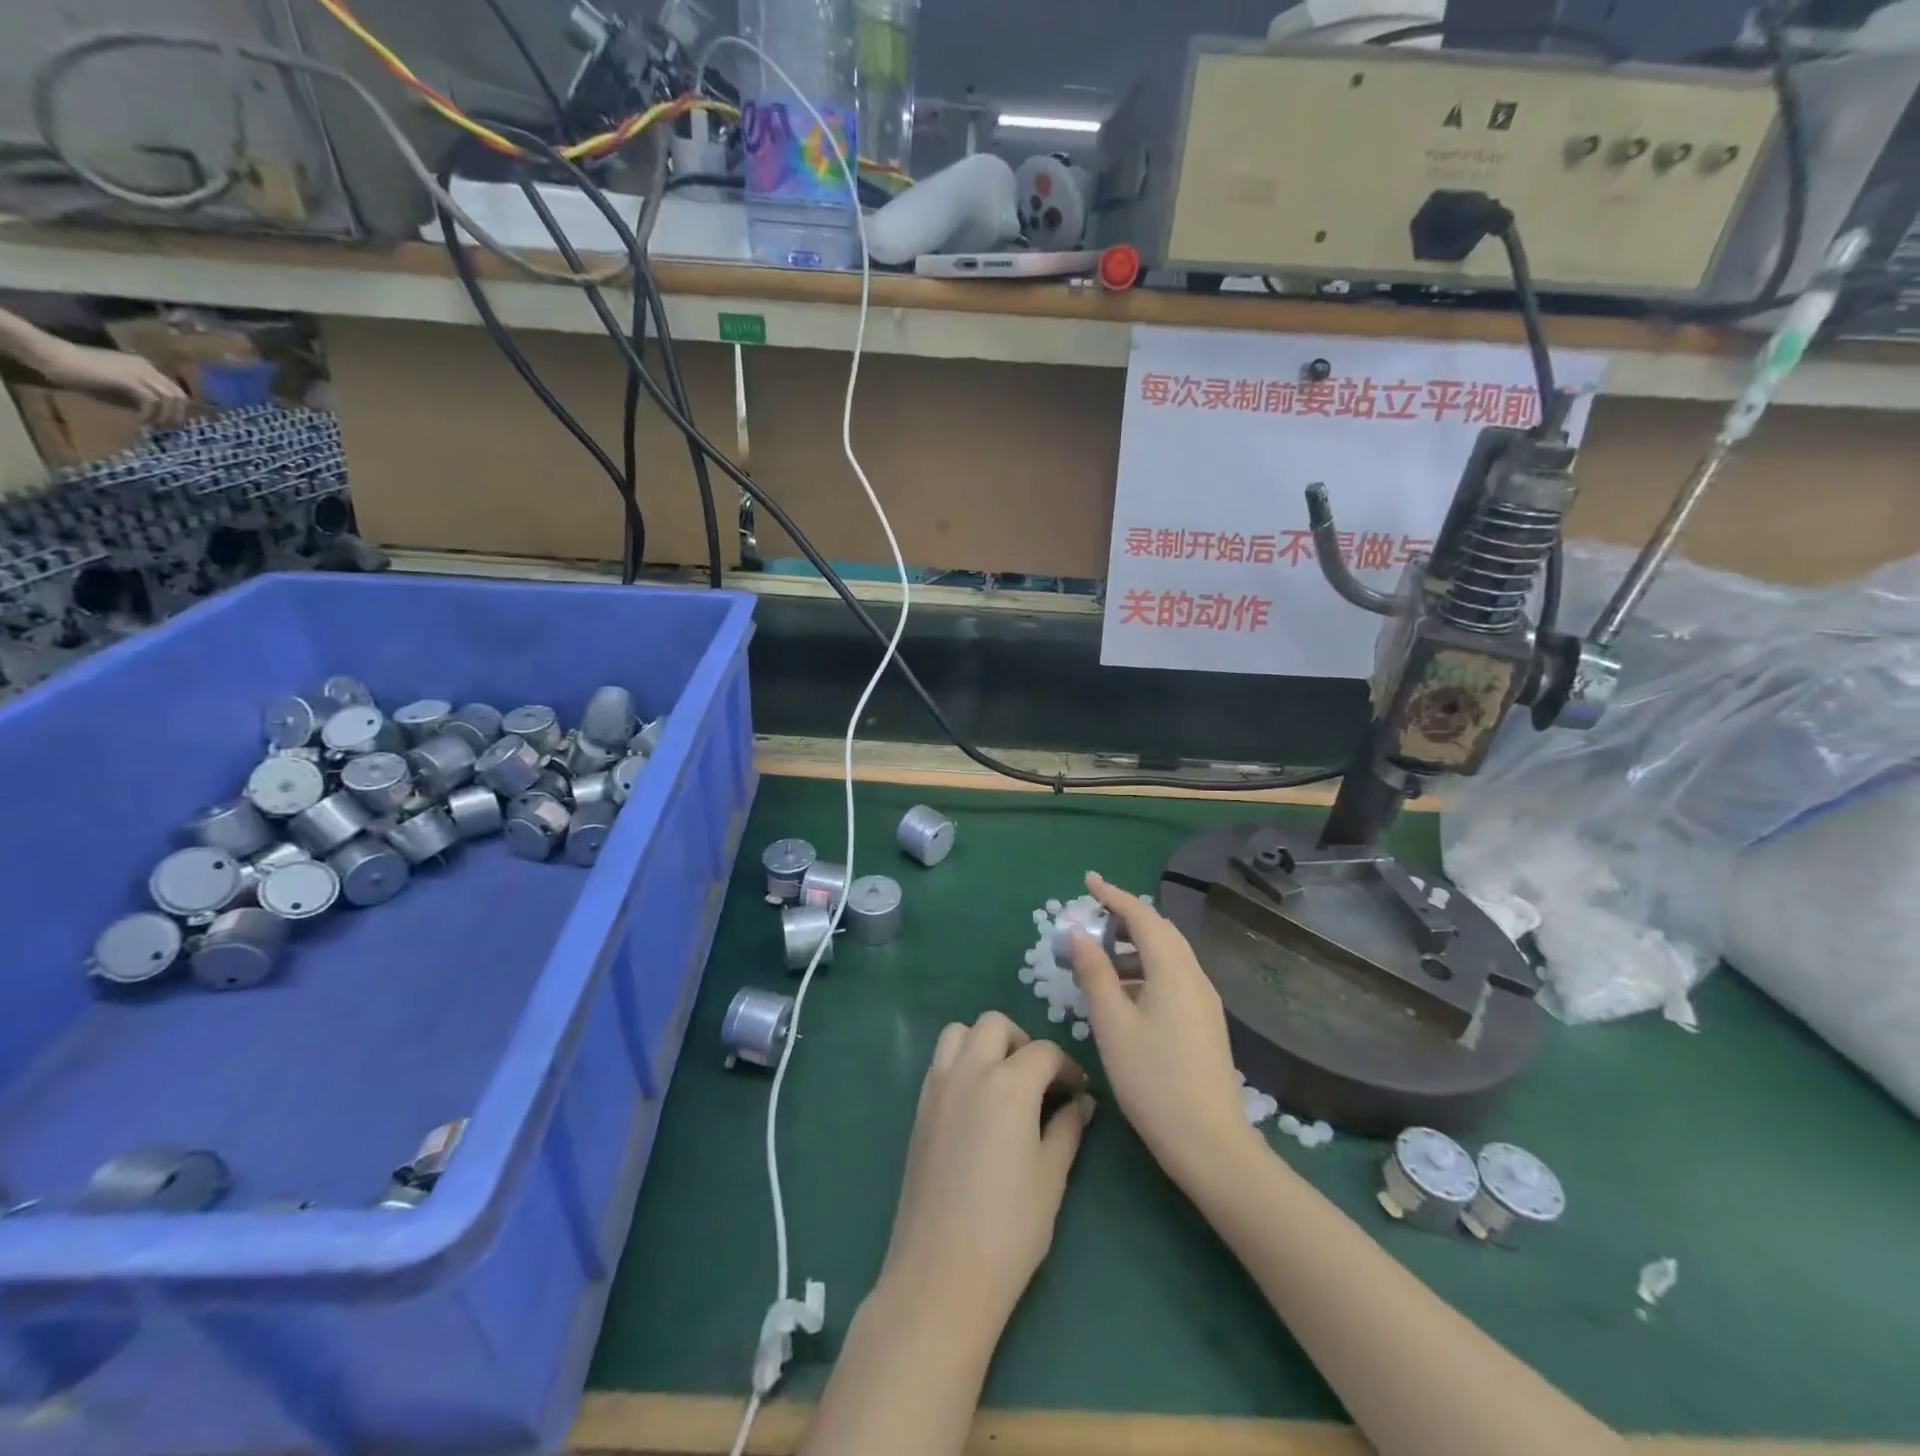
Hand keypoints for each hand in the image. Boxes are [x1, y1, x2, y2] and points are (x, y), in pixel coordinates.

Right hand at [37, 341, 187, 424]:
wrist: (50, 355)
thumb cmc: (79, 373)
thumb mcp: (117, 388)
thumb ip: (138, 398)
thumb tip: (157, 417)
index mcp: (145, 367)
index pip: (176, 391)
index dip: (177, 410)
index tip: (169, 423)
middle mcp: (147, 368)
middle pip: (179, 396)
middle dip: (177, 415)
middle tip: (165, 428)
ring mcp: (139, 372)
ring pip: (170, 399)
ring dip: (165, 416)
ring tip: (151, 425)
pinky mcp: (128, 379)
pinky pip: (152, 401)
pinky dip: (150, 414)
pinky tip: (140, 420)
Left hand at [879, 1011, 1094, 1339]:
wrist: (941, 1273)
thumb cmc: (1009, 1228)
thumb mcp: (1051, 1177)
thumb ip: (1068, 1129)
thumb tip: (1082, 1103)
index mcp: (1009, 1084)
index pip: (1044, 1052)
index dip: (1068, 1067)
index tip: (1080, 1092)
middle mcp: (969, 1071)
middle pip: (995, 1024)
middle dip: (1022, 1041)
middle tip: (1039, 1080)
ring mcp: (938, 1087)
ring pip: (959, 1033)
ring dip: (984, 1043)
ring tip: (1004, 1082)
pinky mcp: (919, 1108)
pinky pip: (940, 1062)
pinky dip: (961, 1063)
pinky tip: (976, 1104)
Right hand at [1070, 871, 1256, 1190]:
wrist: (1209, 1142)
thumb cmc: (1152, 1079)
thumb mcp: (1112, 1024)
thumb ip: (1094, 973)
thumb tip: (1079, 935)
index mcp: (1173, 970)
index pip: (1142, 916)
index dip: (1113, 895)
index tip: (1087, 880)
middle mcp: (1194, 977)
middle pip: (1160, 931)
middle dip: (1126, 917)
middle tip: (1092, 917)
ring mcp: (1204, 1001)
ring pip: (1168, 956)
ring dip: (1134, 947)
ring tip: (1100, 959)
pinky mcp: (1204, 1023)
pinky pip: (1173, 978)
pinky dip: (1146, 970)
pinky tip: (1124, 994)